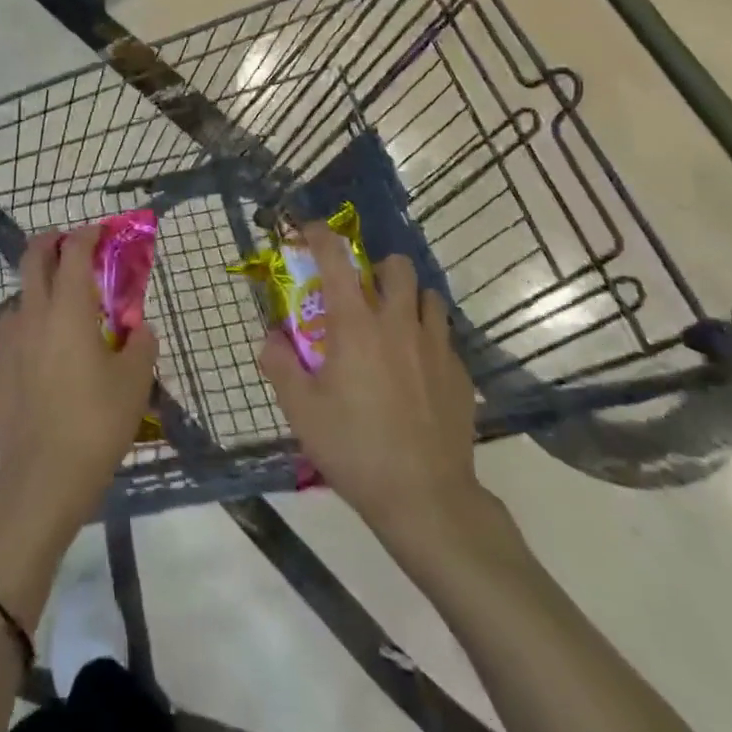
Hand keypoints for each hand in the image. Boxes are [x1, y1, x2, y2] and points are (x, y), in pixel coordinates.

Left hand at [0, 226, 158, 540]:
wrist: (41, 478)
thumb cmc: (95, 421)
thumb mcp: (134, 382)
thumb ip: (141, 345)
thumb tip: (139, 329)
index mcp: (68, 308)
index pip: (73, 252)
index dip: (87, 235)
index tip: (100, 232)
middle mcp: (32, 315)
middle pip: (31, 259)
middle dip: (50, 244)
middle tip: (68, 248)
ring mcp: (6, 344)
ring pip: (17, 300)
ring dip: (36, 292)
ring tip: (58, 314)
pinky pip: (9, 340)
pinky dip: (26, 335)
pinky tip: (40, 362)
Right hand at [259, 226, 490, 547]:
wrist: (427, 500)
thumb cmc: (355, 449)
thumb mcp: (301, 410)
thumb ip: (279, 365)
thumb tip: (271, 337)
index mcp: (356, 325)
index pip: (336, 259)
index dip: (320, 235)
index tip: (309, 230)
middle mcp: (398, 324)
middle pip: (397, 266)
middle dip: (377, 268)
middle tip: (362, 293)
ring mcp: (436, 347)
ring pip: (429, 297)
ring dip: (408, 299)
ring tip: (393, 326)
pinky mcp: (460, 375)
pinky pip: (445, 337)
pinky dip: (428, 338)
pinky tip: (417, 370)